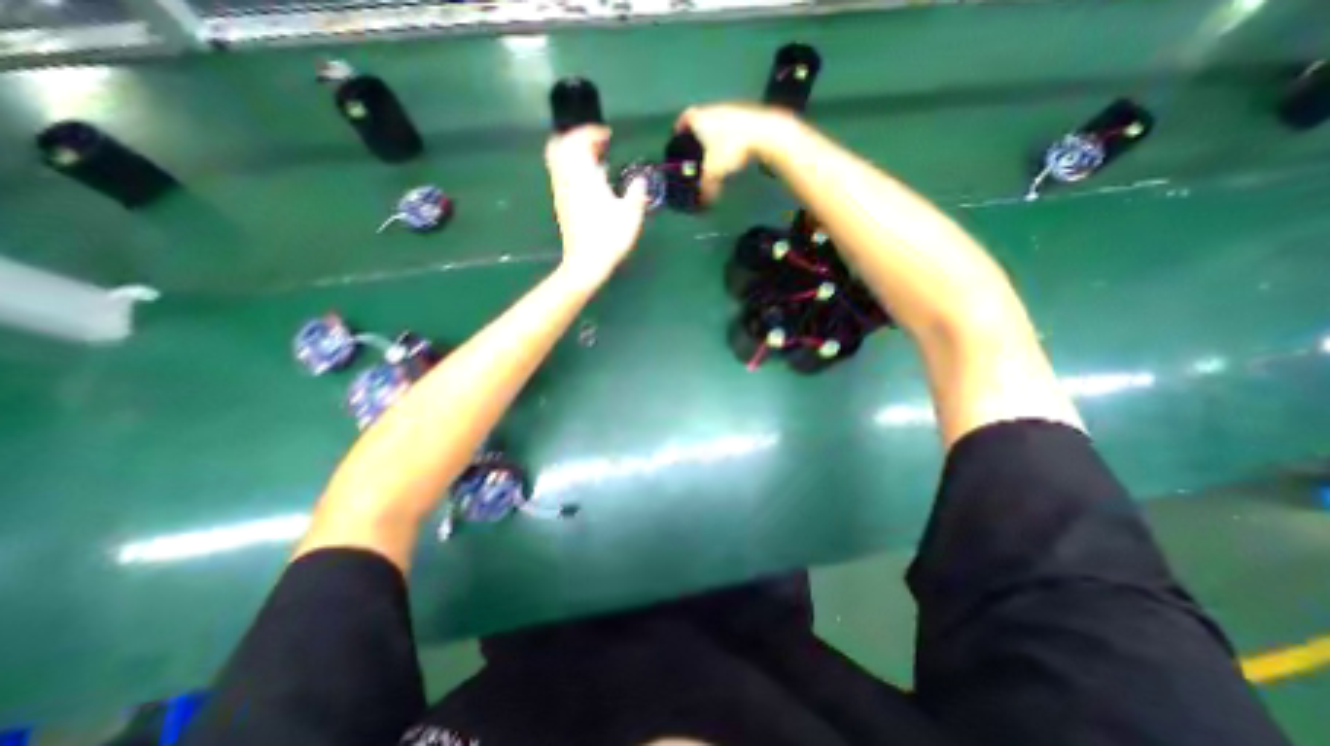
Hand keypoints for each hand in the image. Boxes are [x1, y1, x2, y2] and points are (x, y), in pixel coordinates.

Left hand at [540, 126, 642, 289]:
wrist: (586, 262)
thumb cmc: (609, 238)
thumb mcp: (630, 215)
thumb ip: (636, 193)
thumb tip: (640, 180)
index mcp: (584, 176)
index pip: (578, 140)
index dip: (591, 132)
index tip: (607, 136)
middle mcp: (567, 179)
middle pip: (561, 144)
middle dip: (578, 138)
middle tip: (598, 146)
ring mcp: (561, 191)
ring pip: (557, 159)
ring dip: (573, 152)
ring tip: (594, 161)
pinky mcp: (560, 204)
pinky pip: (559, 173)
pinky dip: (571, 167)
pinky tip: (588, 181)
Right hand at [681, 102, 793, 203]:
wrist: (763, 133)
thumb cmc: (731, 148)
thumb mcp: (713, 172)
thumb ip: (706, 187)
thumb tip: (703, 200)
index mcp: (699, 118)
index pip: (684, 119)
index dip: (679, 128)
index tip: (677, 136)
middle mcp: (713, 110)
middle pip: (699, 119)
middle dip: (696, 133)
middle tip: (694, 148)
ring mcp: (730, 110)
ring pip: (716, 122)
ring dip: (713, 134)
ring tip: (712, 150)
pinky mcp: (745, 116)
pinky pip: (730, 126)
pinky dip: (727, 135)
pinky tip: (731, 148)